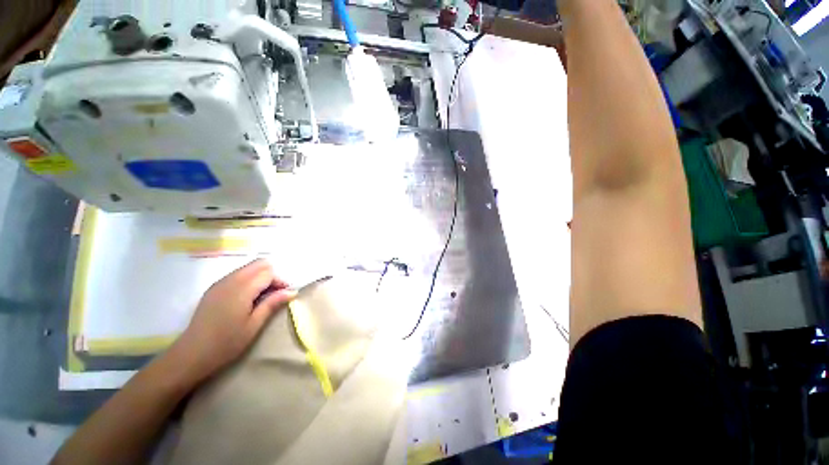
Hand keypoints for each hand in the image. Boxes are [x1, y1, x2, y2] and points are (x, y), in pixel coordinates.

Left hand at [166, 259, 296, 384]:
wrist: (191, 354)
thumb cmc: (226, 343)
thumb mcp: (254, 325)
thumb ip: (272, 303)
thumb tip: (292, 291)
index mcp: (241, 289)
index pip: (268, 272)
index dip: (280, 281)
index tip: (285, 295)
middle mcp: (230, 280)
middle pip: (258, 264)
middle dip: (271, 275)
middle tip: (275, 293)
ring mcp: (219, 283)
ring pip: (248, 268)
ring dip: (260, 277)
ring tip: (263, 297)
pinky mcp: (214, 288)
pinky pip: (237, 275)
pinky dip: (248, 280)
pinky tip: (248, 298)